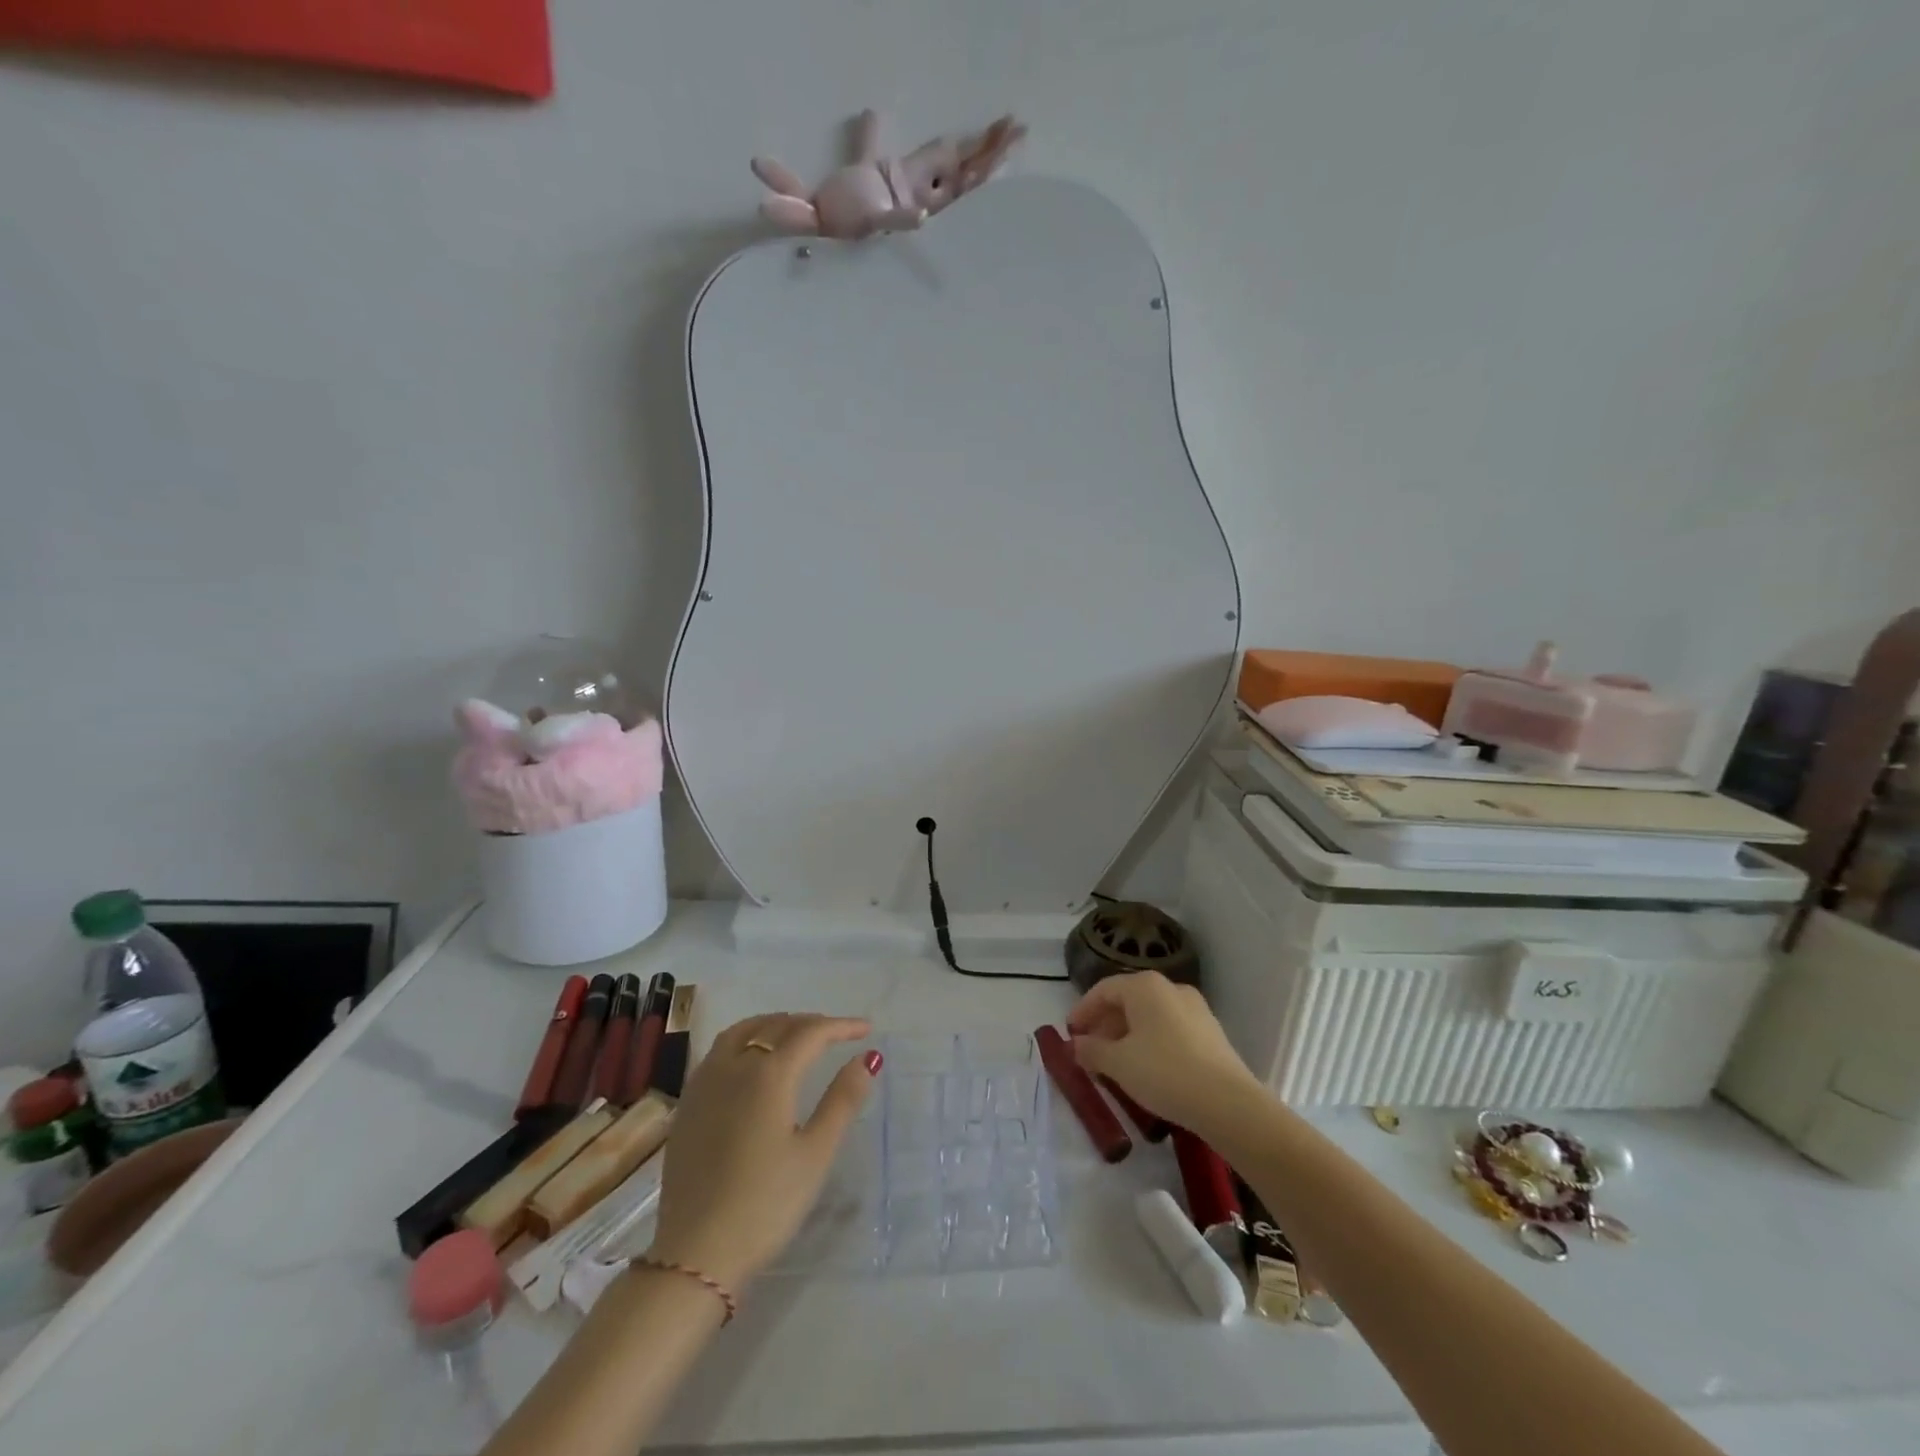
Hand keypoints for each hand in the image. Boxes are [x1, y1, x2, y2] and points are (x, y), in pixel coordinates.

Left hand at [648, 1013, 877, 1290]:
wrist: (696, 1255)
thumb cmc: (766, 1205)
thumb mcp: (815, 1154)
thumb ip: (842, 1099)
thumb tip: (868, 1057)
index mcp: (768, 1075)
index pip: (810, 1033)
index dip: (840, 1026)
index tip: (866, 1029)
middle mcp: (733, 1066)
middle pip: (775, 1026)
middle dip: (809, 1024)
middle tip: (836, 1035)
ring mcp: (705, 1084)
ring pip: (742, 1031)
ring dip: (773, 1025)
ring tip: (796, 1037)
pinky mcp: (688, 1105)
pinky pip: (719, 1051)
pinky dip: (745, 1039)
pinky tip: (753, 1062)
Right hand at [1068, 973, 1265, 1140]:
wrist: (1228, 1103)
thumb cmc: (1164, 1072)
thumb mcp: (1118, 1063)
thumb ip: (1091, 1050)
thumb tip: (1077, 1045)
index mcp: (1145, 986)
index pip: (1103, 990)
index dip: (1083, 1010)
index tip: (1070, 1033)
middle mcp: (1170, 988)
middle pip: (1127, 1000)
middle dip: (1105, 1025)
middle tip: (1090, 1050)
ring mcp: (1195, 1009)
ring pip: (1150, 1016)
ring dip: (1127, 1035)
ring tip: (1115, 1063)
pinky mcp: (1210, 1032)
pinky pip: (1169, 1029)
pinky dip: (1150, 1042)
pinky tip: (1146, 1069)